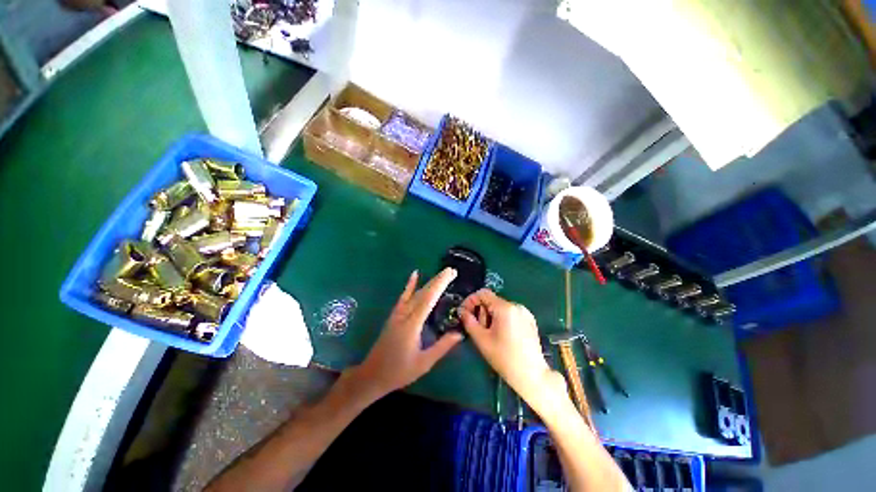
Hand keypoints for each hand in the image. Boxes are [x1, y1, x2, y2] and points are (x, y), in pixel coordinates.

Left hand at [352, 268, 463, 398]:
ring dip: (429, 282)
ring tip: (441, 274)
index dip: (440, 284)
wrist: (373, 375)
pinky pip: (404, 297)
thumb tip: (460, 332)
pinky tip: (415, 274)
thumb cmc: (399, 371)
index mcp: (412, 324)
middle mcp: (404, 314)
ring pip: (415, 293)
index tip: (450, 273)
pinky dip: (410, 285)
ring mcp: (398, 313)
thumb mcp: (424, 362)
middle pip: (423, 292)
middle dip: (438, 280)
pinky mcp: (394, 315)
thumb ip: (442, 346)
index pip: (429, 299)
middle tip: (451, 271)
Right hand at [459, 289, 565, 413]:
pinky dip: (501, 320)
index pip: (483, 293)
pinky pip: (510, 313)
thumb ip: (469, 322)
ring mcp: (525, 312)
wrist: (532, 376)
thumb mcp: (481, 340)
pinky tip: (502, 336)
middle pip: (491, 301)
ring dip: (490, 317)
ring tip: (491, 335)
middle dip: (481, 312)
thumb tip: (462, 311)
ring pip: (500, 307)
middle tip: (479, 330)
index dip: (470, 301)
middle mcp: (516, 305)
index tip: (464, 314)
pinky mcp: (529, 320)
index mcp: (505, 308)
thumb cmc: (504, 358)